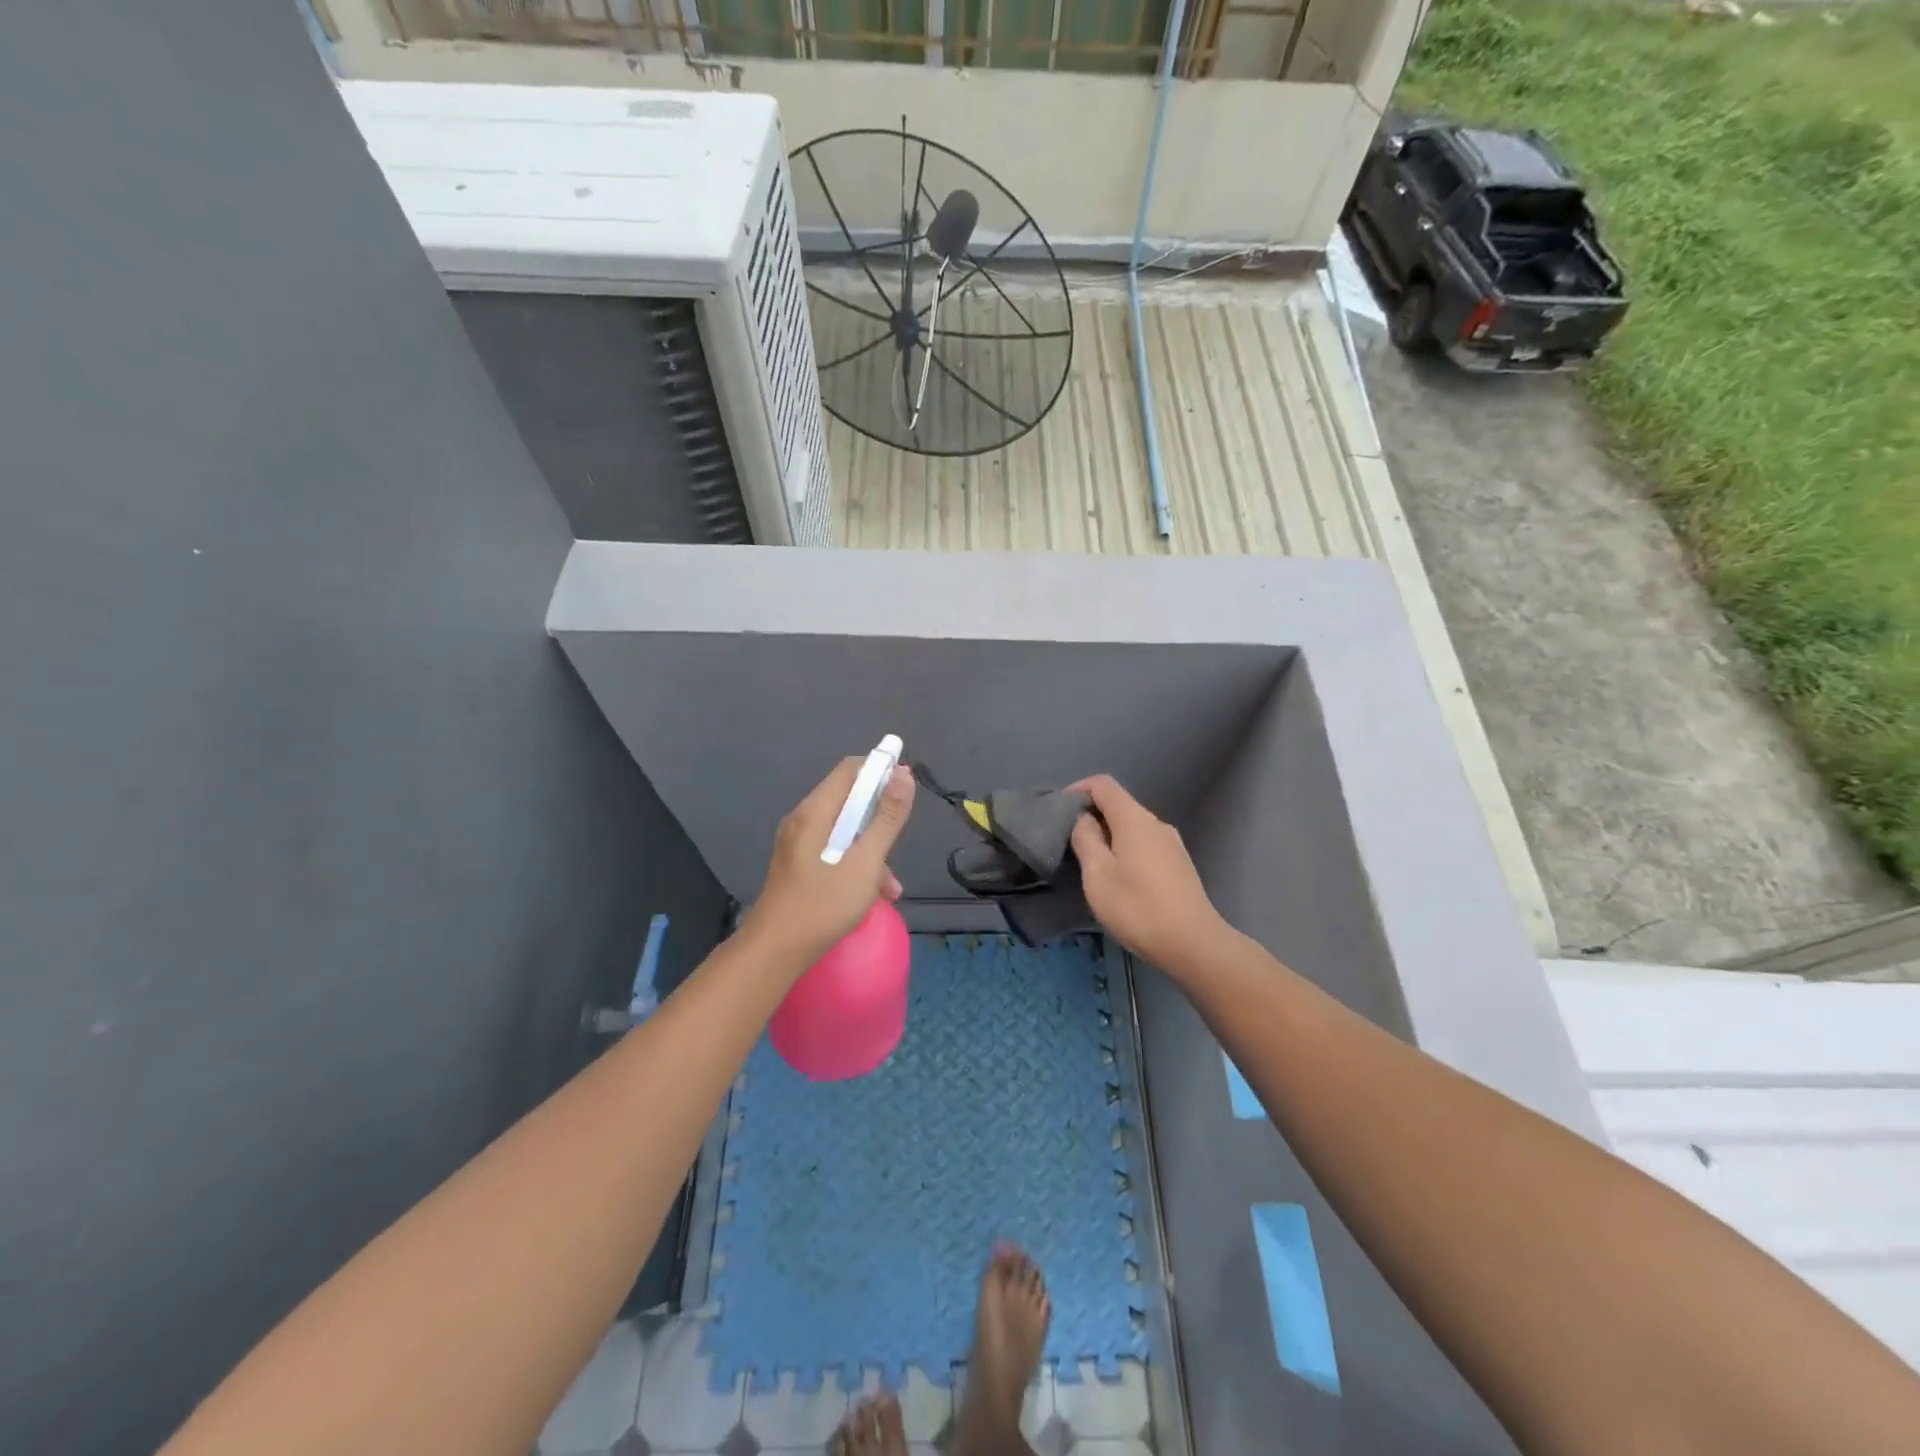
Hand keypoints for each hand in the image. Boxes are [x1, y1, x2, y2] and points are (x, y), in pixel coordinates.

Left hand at [740, 757, 915, 970]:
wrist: (775, 952)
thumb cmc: (822, 905)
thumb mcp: (865, 862)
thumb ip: (887, 818)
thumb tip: (903, 774)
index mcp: (815, 812)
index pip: (851, 769)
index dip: (881, 771)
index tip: (907, 791)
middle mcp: (803, 820)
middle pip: (849, 800)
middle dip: (879, 818)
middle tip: (898, 844)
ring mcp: (797, 844)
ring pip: (844, 831)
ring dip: (872, 849)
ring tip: (891, 885)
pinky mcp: (798, 865)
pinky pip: (834, 851)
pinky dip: (856, 864)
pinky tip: (873, 895)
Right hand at [1070, 774, 1229, 976]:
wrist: (1193, 944)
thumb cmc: (1137, 907)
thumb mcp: (1098, 874)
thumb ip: (1086, 839)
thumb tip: (1085, 819)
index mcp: (1134, 819)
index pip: (1104, 784)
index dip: (1079, 789)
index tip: (1059, 810)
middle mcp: (1156, 823)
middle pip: (1119, 805)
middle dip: (1092, 815)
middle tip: (1070, 841)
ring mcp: (1172, 844)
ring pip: (1133, 827)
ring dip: (1109, 835)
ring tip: (1091, 862)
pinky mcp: (1179, 865)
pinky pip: (1145, 845)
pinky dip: (1126, 850)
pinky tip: (1119, 878)